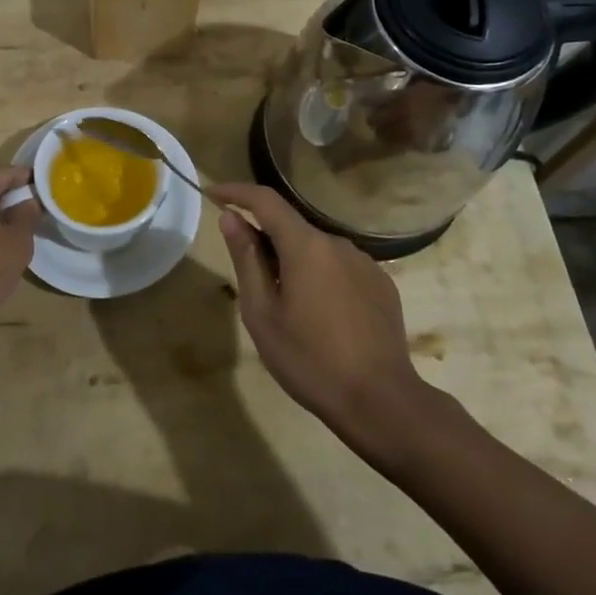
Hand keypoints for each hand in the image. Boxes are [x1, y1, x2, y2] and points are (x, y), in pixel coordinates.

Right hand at [211, 182, 424, 445]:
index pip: (265, 200)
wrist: (381, 402)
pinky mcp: (382, 284)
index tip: (213, 193)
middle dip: (266, 241)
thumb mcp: (262, 313)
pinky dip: (322, 278)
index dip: (236, 192)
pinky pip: (341, 268)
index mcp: (306, 246)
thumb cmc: (310, 360)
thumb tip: (231, 218)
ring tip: (289, 308)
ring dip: (295, 263)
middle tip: (250, 281)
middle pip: (292, 228)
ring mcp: (365, 263)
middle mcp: (338, 243)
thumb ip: (246, 259)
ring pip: (317, 250)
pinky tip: (322, 317)